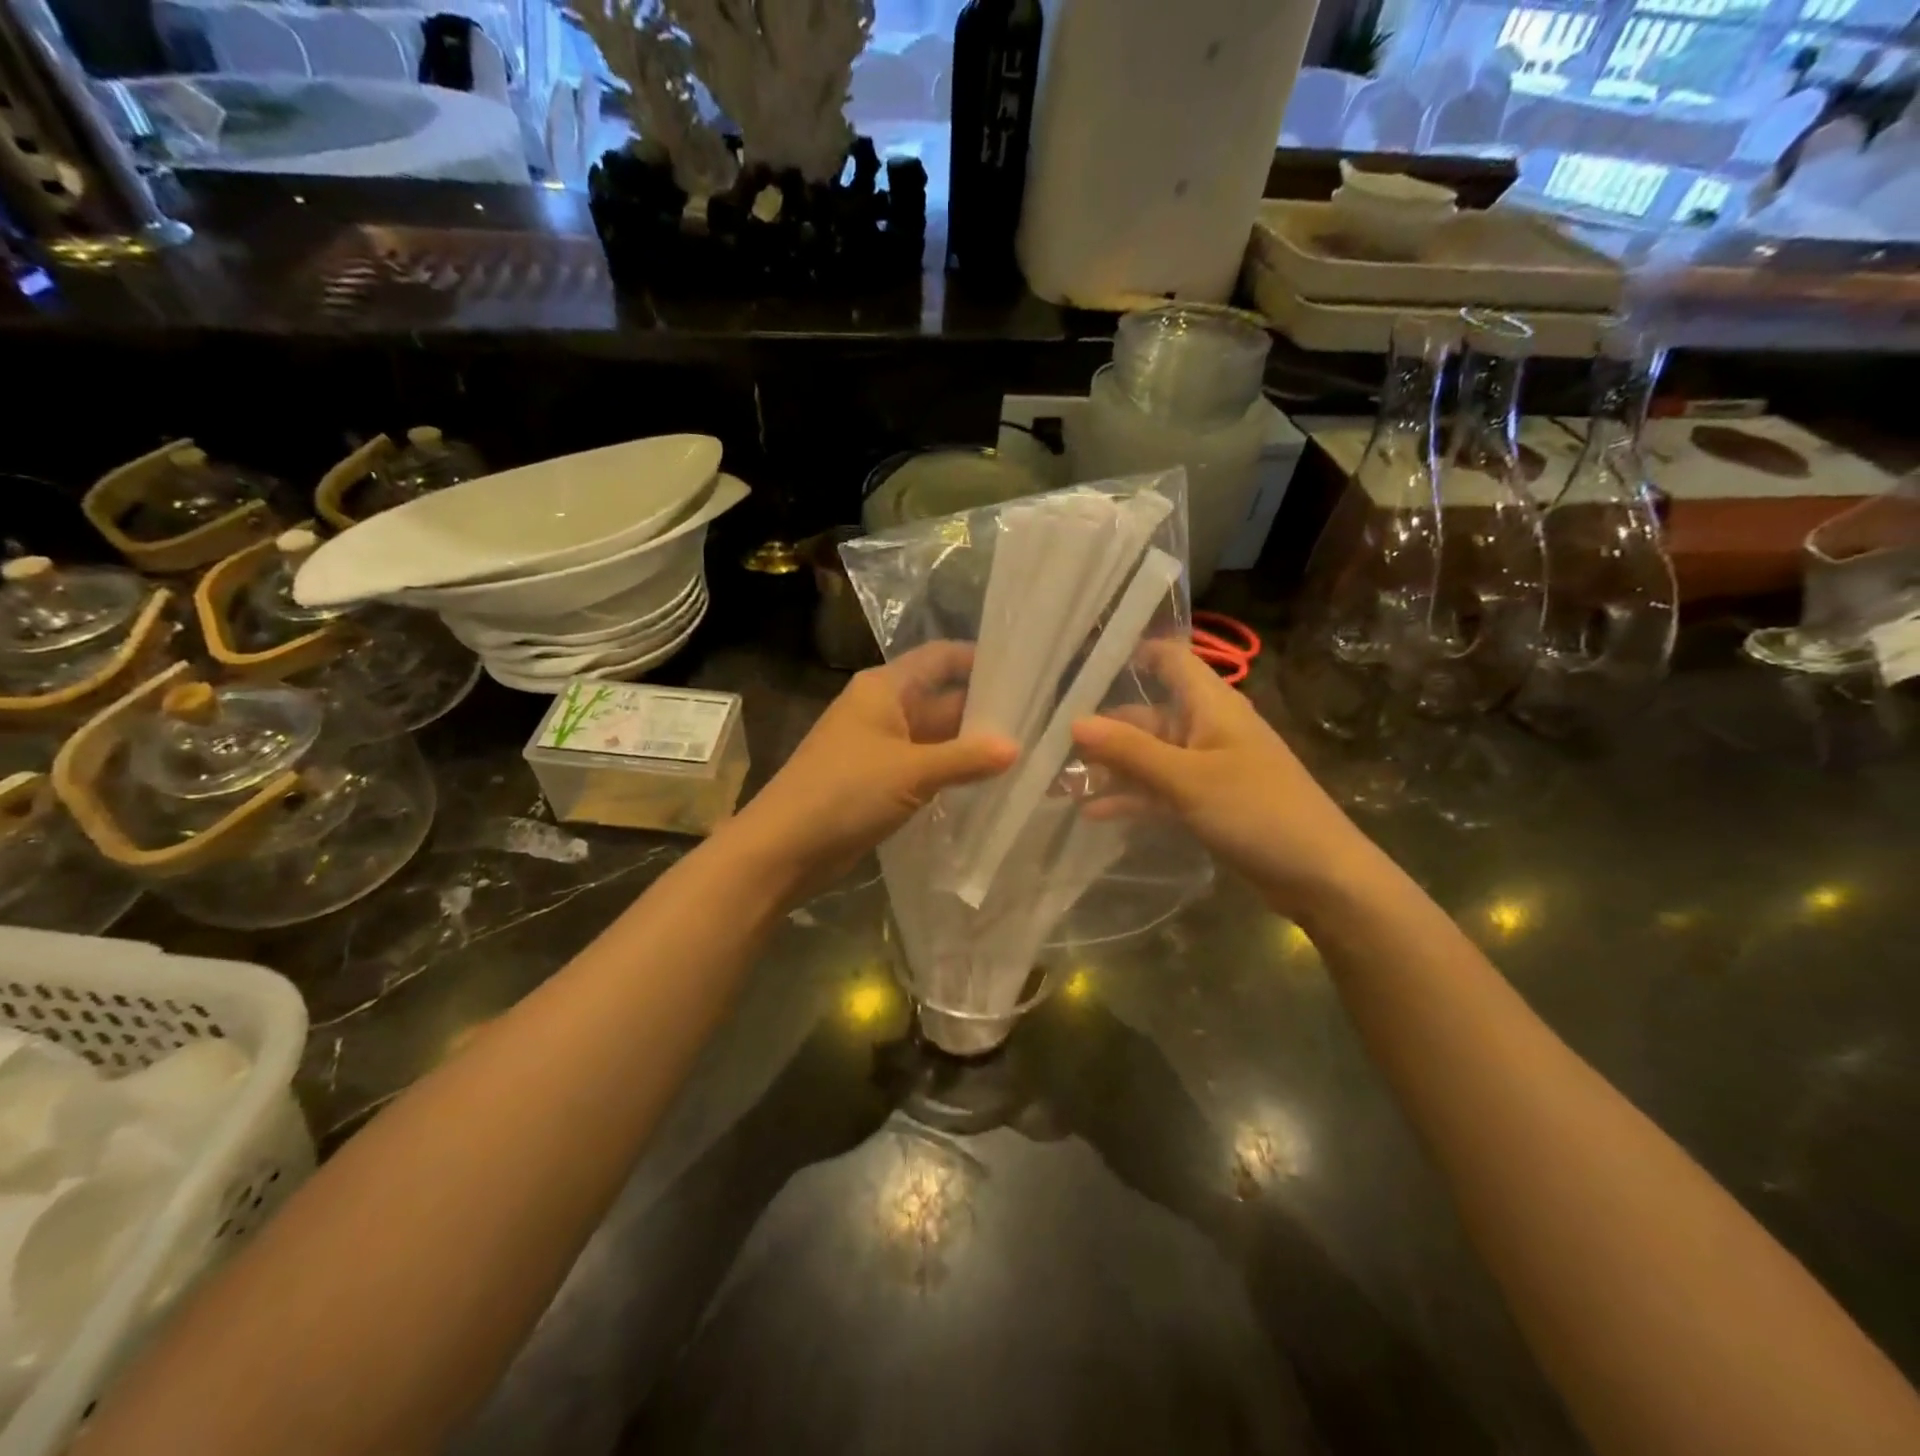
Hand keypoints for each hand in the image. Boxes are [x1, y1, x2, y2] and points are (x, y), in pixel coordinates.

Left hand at [734, 642, 1016, 885]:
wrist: (784, 848)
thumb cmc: (845, 792)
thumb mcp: (911, 771)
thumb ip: (966, 758)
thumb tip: (1016, 747)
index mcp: (885, 688)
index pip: (940, 658)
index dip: (980, 660)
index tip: (1025, 672)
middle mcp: (884, 709)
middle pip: (942, 698)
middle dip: (984, 711)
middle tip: (1038, 722)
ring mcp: (881, 747)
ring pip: (936, 737)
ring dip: (971, 746)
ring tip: (1026, 752)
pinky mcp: (880, 781)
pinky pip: (925, 767)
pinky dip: (952, 772)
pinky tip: (989, 783)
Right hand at [1070, 642, 1380, 919]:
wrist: (1319, 875)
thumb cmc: (1257, 811)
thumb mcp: (1187, 779)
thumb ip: (1129, 751)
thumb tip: (1073, 722)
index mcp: (1211, 706)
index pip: (1170, 660)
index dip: (1132, 654)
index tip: (1082, 663)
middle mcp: (1206, 729)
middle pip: (1146, 716)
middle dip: (1102, 730)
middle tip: (1049, 746)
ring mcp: (1207, 768)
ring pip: (1149, 758)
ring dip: (1110, 769)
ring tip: (1060, 783)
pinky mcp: (1207, 802)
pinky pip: (1160, 791)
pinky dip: (1132, 798)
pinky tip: (1094, 813)